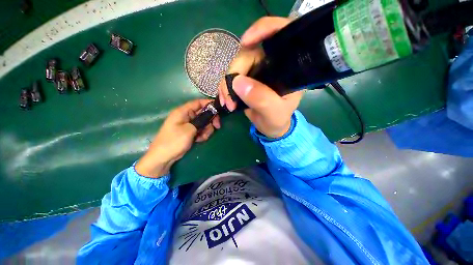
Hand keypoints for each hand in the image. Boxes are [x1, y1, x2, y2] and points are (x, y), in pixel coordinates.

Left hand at [135, 99, 220, 177]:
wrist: (164, 157)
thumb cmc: (174, 141)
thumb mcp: (189, 130)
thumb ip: (201, 121)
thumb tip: (211, 115)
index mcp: (183, 112)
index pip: (198, 102)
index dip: (209, 103)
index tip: (219, 109)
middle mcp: (186, 116)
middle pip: (203, 113)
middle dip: (211, 120)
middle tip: (217, 126)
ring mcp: (189, 124)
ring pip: (204, 123)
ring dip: (207, 130)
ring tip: (202, 137)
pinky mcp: (191, 132)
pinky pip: (201, 130)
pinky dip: (203, 134)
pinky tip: (199, 140)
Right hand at [218, 17, 302, 137]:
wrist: (270, 127)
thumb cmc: (278, 120)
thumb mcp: (274, 113)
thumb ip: (261, 99)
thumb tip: (238, 82)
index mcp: (287, 66)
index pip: (280, 33)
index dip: (263, 30)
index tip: (246, 42)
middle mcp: (271, 63)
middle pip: (248, 53)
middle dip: (234, 73)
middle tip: (230, 97)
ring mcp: (256, 70)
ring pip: (235, 65)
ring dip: (226, 84)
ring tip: (228, 103)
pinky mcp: (246, 79)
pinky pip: (230, 76)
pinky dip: (225, 87)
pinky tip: (225, 100)